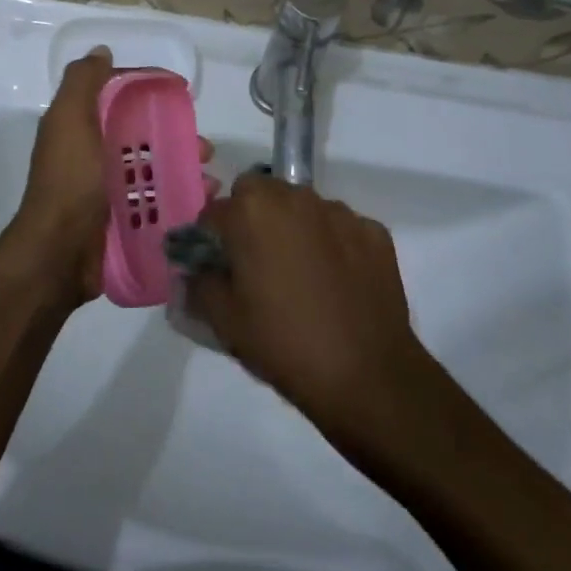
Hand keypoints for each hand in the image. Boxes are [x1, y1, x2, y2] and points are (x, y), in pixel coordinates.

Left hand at [9, 48, 215, 308]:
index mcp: (82, 129)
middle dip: (176, 136)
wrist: (59, 253)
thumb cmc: (69, 181)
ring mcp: (110, 191)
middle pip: (144, 136)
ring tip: (209, 177)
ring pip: (156, 170)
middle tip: (204, 146)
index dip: (148, 90)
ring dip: (185, 168)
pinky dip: (183, 199)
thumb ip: (83, 82)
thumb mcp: (69, 120)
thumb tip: (102, 51)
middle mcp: (96, 156)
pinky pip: (160, 203)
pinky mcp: (125, 221)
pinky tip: (204, 200)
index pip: (119, 99)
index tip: (181, 92)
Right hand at [187, 175, 425, 434]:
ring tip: (301, 276)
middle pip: (260, 195)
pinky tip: (337, 283)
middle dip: (251, 220)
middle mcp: (295, 197)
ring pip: (302, 207)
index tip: (217, 269)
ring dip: (294, 228)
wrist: (366, 375)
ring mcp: (340, 212)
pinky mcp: (374, 231)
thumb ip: (199, 283)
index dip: (210, 240)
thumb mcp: (223, 321)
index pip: (214, 212)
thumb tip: (197, 270)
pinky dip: (333, 245)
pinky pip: (340, 228)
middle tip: (256, 265)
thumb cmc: (284, 343)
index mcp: (252, 211)